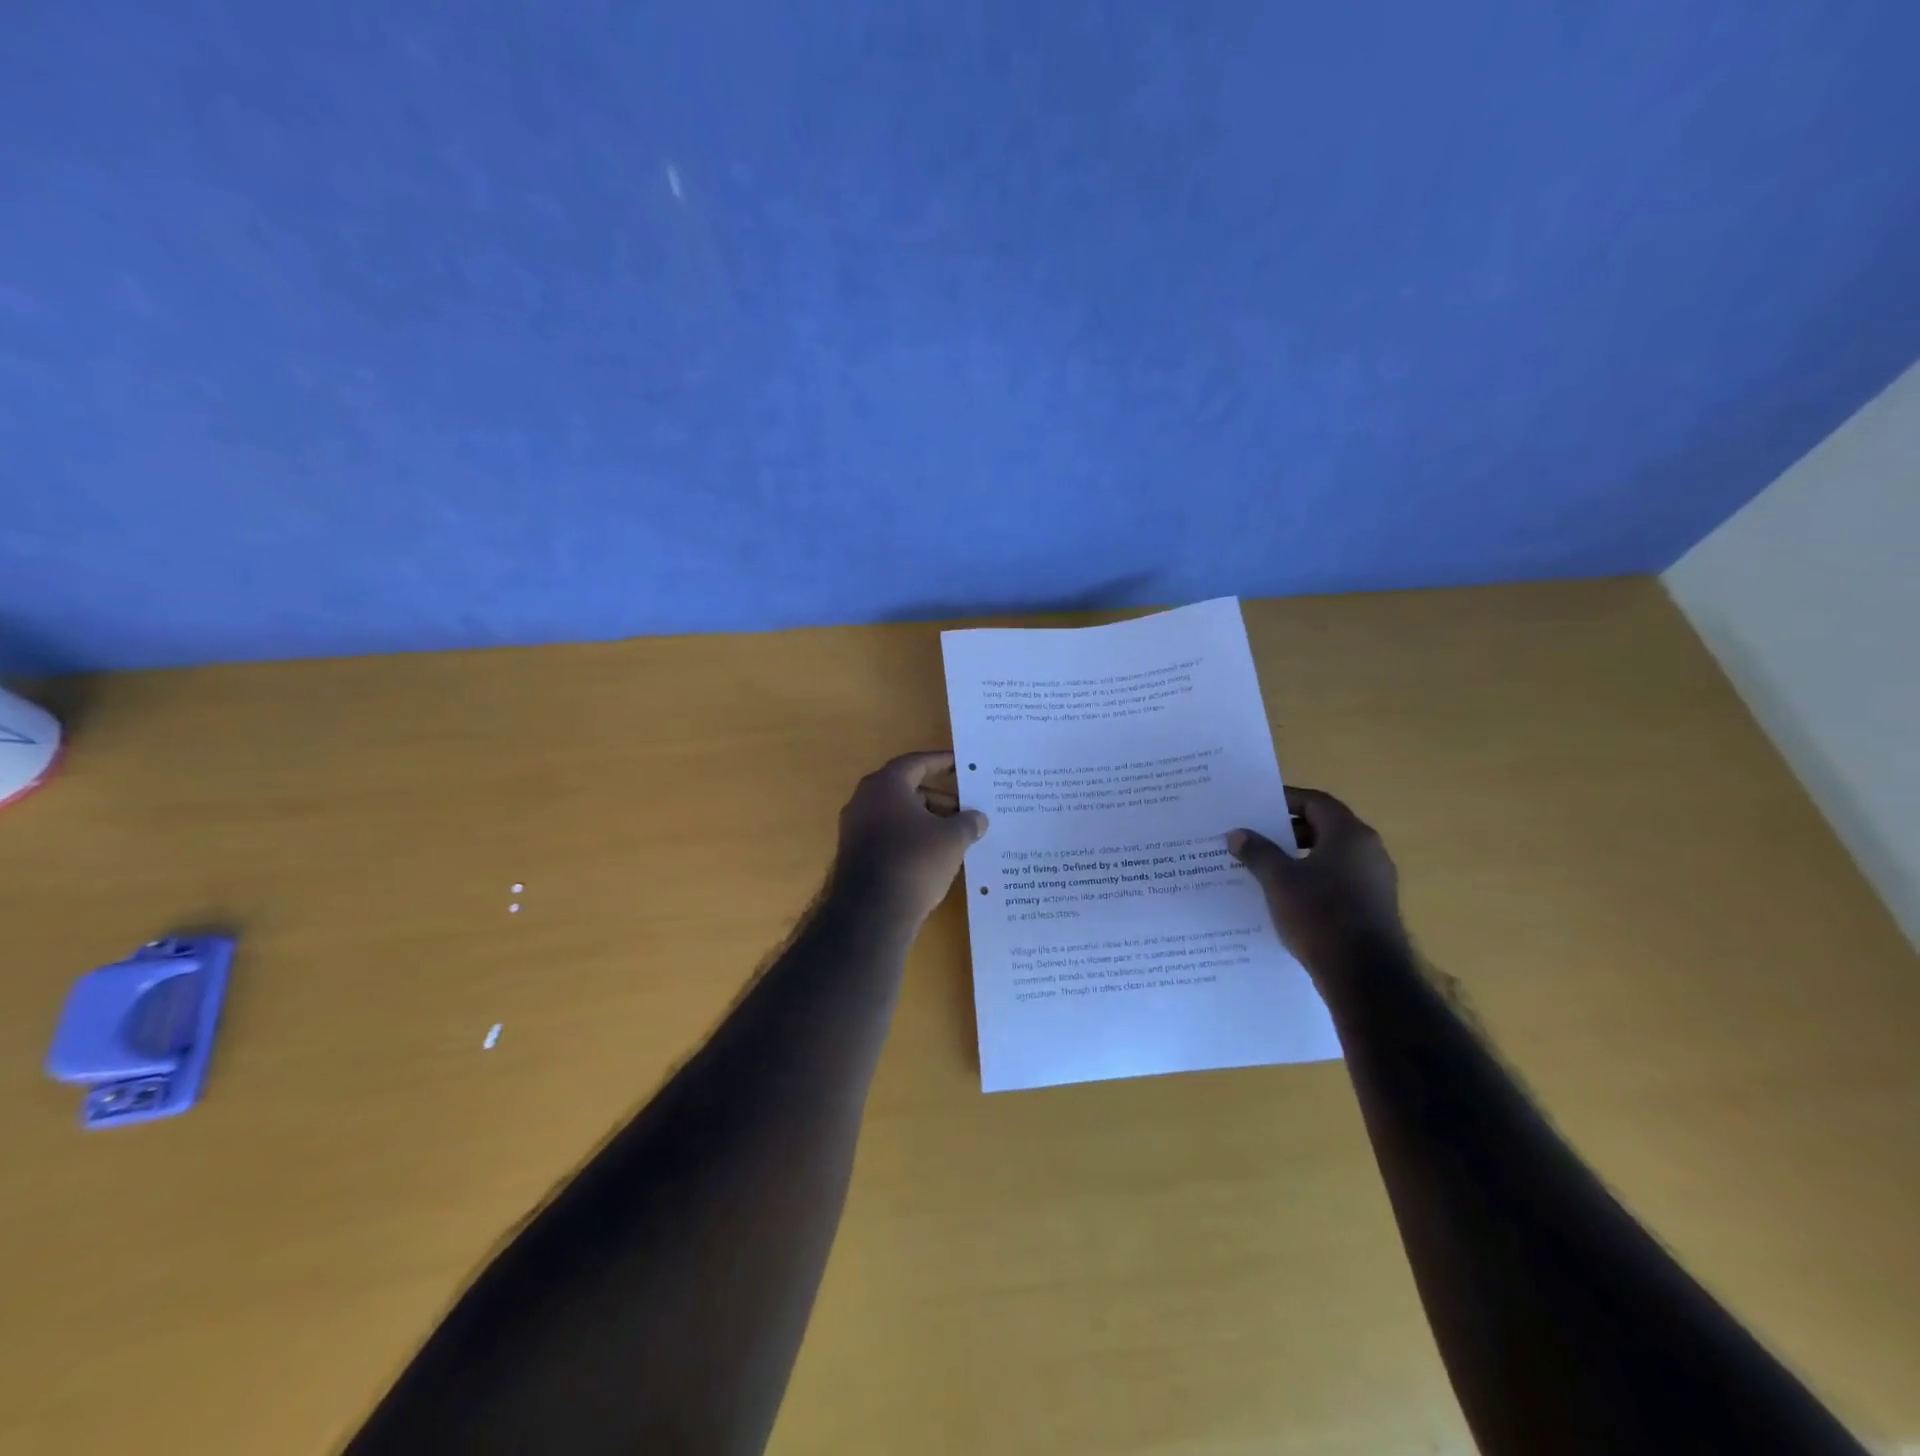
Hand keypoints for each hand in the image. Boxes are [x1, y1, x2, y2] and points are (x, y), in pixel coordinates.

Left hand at [835, 751, 988, 923]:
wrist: (872, 912)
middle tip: (967, 810)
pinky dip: (911, 839)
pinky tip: (934, 856)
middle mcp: (865, 800)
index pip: (917, 763)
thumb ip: (968, 822)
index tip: (962, 765)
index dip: (942, 762)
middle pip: (908, 790)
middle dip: (939, 799)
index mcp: (886, 785)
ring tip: (956, 836)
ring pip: (898, 816)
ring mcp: (856, 828)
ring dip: (926, 821)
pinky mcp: (855, 854)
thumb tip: (978, 818)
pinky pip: (889, 836)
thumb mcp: (953, 839)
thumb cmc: (915, 860)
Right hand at [1228, 787, 1404, 978]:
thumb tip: (1238, 833)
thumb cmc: (1320, 915)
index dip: (1285, 800)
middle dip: (1288, 830)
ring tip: (1265, 867)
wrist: (1365, 976)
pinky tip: (1287, 896)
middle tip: (1255, 836)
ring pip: (1331, 855)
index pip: (1315, 802)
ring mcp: (1375, 880)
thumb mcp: (1278, 880)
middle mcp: (1368, 851)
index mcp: (1350, 834)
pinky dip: (1312, 879)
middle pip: (1324, 827)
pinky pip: (1338, 880)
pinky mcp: (1373, 906)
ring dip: (1298, 856)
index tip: (1256, 807)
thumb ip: (1257, 852)